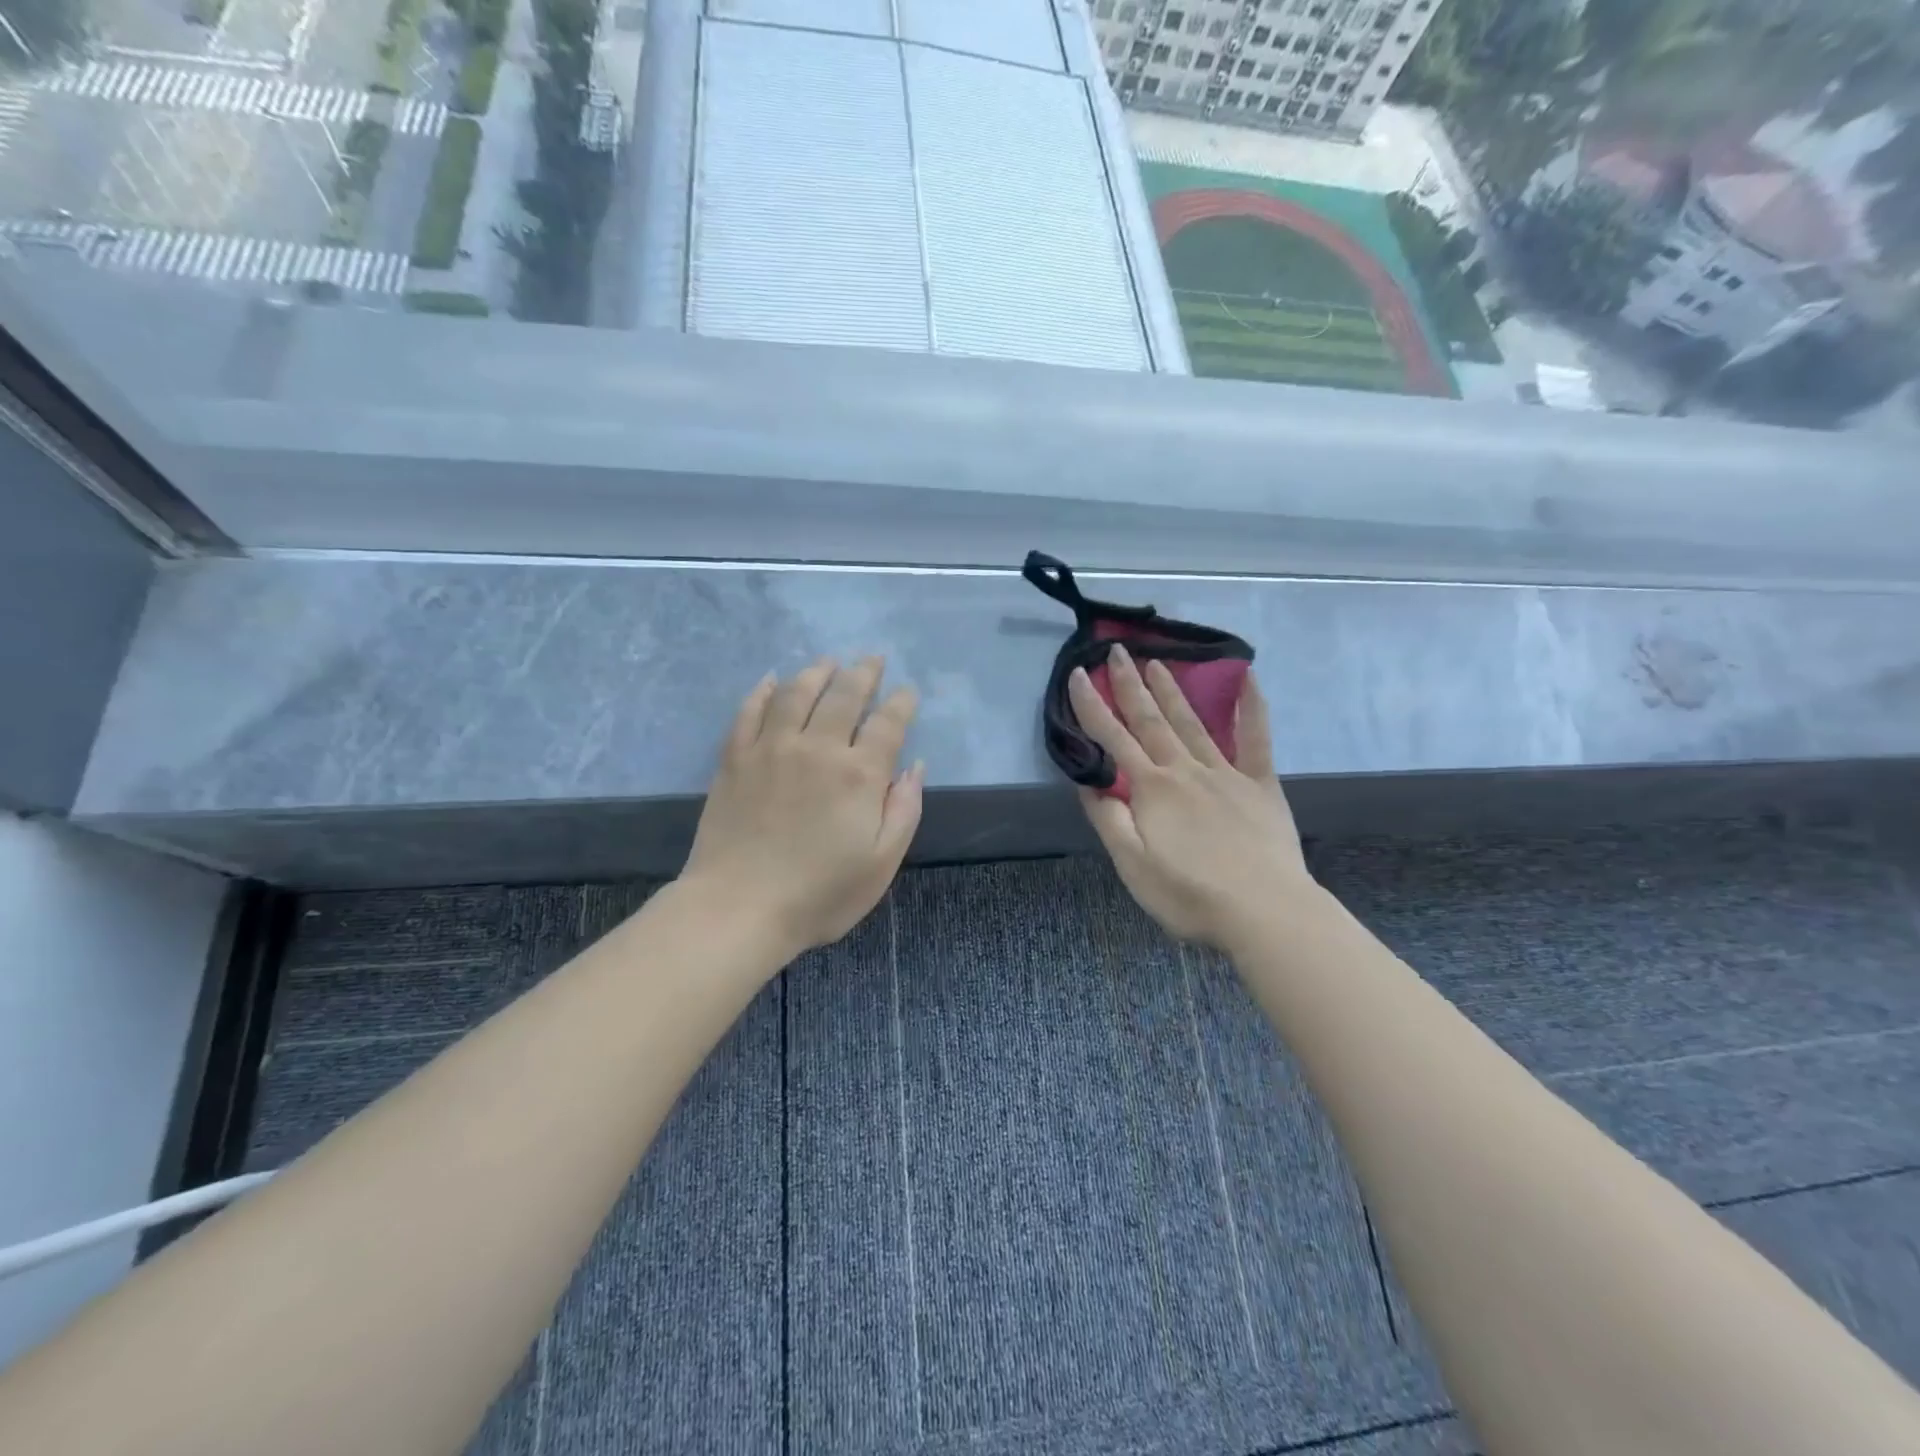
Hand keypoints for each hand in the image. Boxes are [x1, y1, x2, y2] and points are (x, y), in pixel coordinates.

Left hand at [681, 657, 923, 958]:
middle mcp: (818, 748)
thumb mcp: (881, 863)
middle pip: (844, 695)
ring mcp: (772, 748)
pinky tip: (772, 681)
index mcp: (859, 775)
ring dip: (817, 672)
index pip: (888, 724)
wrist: (738, 908)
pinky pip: (750, 711)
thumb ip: (904, 810)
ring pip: (797, 692)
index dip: (901, 703)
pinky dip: (763, 691)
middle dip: (864, 673)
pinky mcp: (736, 758)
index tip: (907, 692)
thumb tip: (915, 766)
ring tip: (828, 662)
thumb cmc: (820, 894)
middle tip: (873, 660)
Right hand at [1071, 645, 1311, 947]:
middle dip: (1131, 684)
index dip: (1093, 706)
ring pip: (1192, 722)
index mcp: (1151, 789)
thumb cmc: (1190, 896)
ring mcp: (1226, 773)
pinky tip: (1249, 678)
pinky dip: (1251, 707)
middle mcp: (1185, 770)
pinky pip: (1256, 738)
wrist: (1265, 912)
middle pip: (1151, 720)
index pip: (1113, 739)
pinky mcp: (1260, 784)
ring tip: (1158, 662)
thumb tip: (1088, 783)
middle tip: (1119, 650)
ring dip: (1172, 690)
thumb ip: (1109, 820)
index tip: (1079, 674)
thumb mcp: (1133, 866)